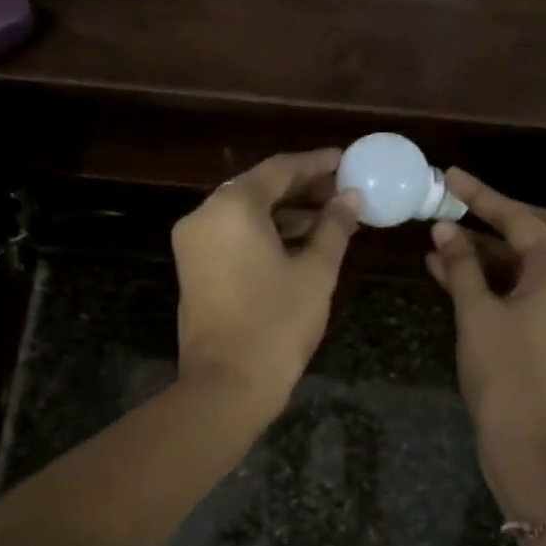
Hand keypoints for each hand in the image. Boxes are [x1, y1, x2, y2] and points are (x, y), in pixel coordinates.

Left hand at [171, 149, 361, 417]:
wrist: (227, 384)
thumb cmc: (277, 324)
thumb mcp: (315, 272)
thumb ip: (334, 226)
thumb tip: (351, 197)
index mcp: (232, 207)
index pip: (280, 169)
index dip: (317, 164)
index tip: (347, 160)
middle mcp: (205, 215)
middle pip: (258, 187)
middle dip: (302, 187)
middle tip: (342, 189)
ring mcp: (194, 242)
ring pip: (244, 212)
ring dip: (285, 211)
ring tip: (330, 215)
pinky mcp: (194, 266)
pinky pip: (232, 234)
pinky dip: (264, 232)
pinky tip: (300, 240)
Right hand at [425, 169, 545, 508]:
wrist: (531, 443)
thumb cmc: (505, 372)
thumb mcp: (476, 313)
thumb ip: (461, 266)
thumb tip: (443, 231)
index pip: (518, 218)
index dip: (480, 196)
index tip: (449, 177)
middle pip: (536, 233)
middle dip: (495, 218)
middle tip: (456, 205)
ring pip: (528, 265)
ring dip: (488, 253)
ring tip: (440, 244)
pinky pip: (527, 291)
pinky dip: (496, 281)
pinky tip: (455, 277)